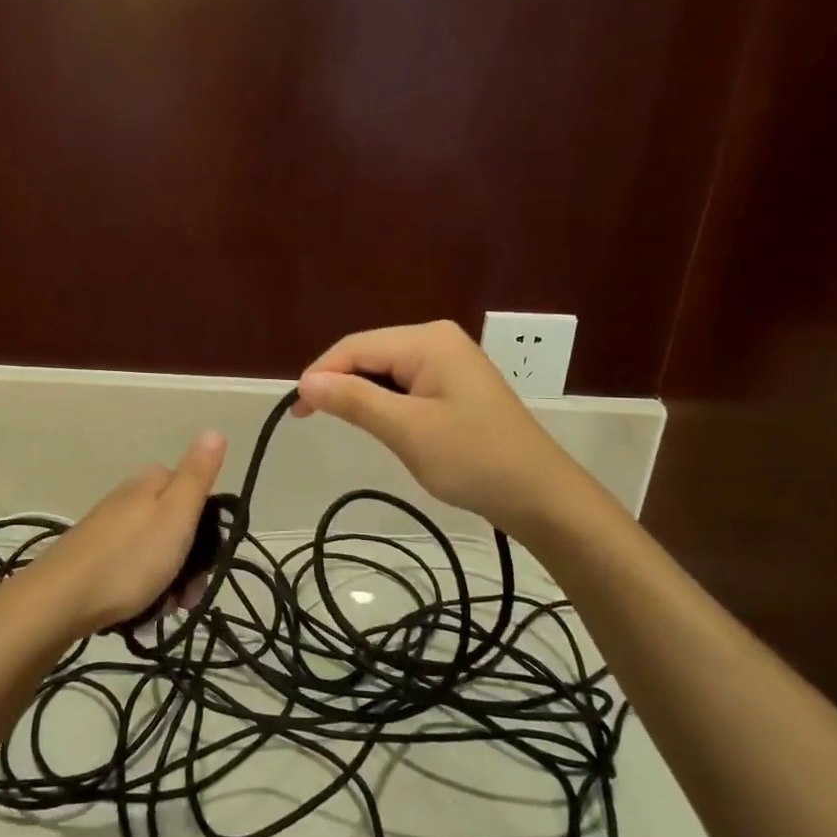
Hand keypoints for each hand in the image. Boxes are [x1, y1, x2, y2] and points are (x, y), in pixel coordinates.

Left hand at [18, 431, 227, 637]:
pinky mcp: (94, 555)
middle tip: (189, 593)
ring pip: (156, 550)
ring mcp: (109, 527)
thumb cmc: (130, 558)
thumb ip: (197, 475)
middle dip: (190, 560)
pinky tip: (143, 608)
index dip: (209, 526)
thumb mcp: (176, 514)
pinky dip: (144, 587)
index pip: (194, 492)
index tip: (211, 558)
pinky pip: (133, 567)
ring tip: (166, 607)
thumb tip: (214, 431)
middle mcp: (129, 498)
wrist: (61, 599)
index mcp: (151, 483)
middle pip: (176, 524)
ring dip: (169, 580)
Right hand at [291, 320, 588, 530]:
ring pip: (385, 370)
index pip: (355, 347)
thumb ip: (354, 401)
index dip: (320, 374)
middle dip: (339, 383)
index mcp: (427, 341)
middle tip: (312, 420)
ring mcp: (449, 361)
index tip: (295, 412)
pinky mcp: (454, 385)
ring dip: (360, 395)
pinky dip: (384, 402)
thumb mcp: (407, 430)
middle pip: (369, 354)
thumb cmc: (473, 459)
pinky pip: (405, 384)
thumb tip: (304, 382)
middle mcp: (437, 340)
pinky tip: (380, 424)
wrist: (540, 496)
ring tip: (344, 425)